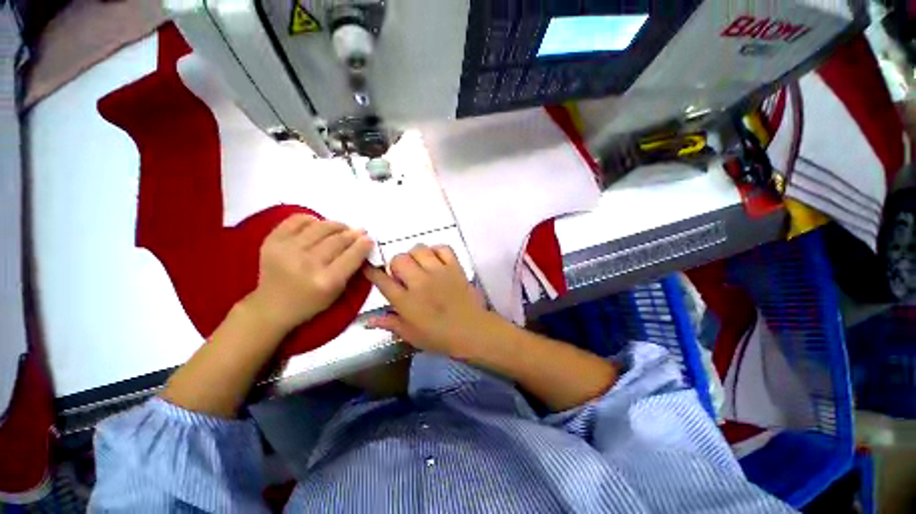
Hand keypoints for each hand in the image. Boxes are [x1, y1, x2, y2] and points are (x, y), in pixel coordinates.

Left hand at [244, 214, 373, 333]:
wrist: (272, 306)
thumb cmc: (311, 302)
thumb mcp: (338, 291)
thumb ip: (351, 268)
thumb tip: (363, 242)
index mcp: (326, 281)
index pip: (351, 255)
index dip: (363, 244)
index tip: (369, 239)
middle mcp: (307, 264)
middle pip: (338, 240)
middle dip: (353, 234)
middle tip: (360, 232)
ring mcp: (287, 250)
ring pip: (320, 227)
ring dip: (336, 225)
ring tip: (342, 228)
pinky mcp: (272, 241)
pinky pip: (296, 220)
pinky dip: (311, 219)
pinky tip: (318, 225)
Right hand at [364, 245, 501, 358]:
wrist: (472, 331)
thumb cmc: (439, 337)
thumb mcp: (411, 335)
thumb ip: (390, 324)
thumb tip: (368, 322)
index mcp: (405, 301)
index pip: (382, 280)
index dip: (372, 271)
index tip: (369, 266)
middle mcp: (419, 282)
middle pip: (399, 259)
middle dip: (396, 264)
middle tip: (404, 274)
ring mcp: (438, 272)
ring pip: (419, 249)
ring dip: (415, 255)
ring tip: (420, 265)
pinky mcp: (454, 267)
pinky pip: (443, 248)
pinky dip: (436, 250)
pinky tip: (436, 259)